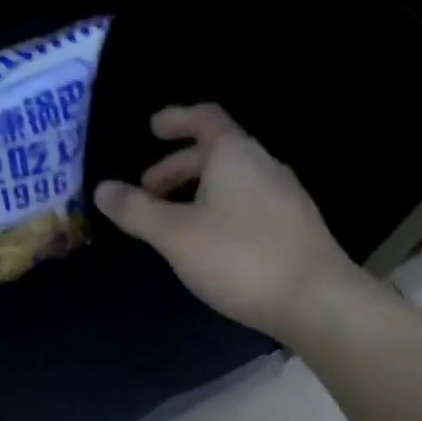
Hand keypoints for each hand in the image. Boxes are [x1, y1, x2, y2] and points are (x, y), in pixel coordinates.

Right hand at [94, 105, 361, 341]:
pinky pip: (247, 204)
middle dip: (176, 168)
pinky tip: (208, 244)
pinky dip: (218, 210)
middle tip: (146, 192)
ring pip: (231, 181)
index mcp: (234, 155)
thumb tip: (103, 189)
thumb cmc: (240, 257)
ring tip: (171, 222)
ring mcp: (284, 197)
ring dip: (196, 192)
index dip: (176, 119)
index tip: (152, 129)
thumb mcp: (175, 234)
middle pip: (215, 153)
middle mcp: (263, 166)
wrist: (319, 302)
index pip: (205, 119)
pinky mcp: (294, 227)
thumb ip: (136, 210)